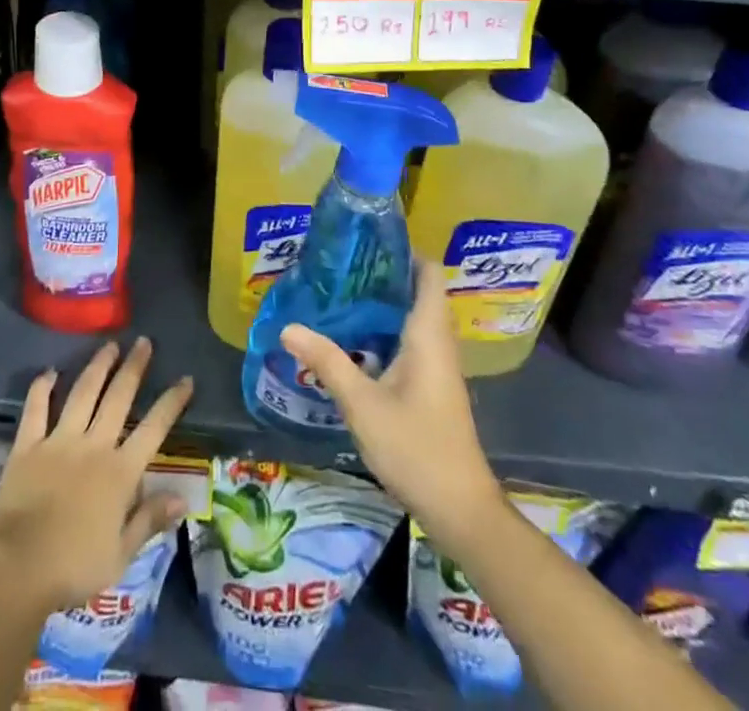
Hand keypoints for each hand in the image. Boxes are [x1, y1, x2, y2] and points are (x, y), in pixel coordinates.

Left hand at [0, 337, 193, 613]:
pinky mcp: (28, 446)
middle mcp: (93, 446)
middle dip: (134, 368)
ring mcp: (59, 441)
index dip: (171, 402)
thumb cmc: (73, 568)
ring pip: (83, 393)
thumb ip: (149, 520)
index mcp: (120, 472)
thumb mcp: (121, 555)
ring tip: (109, 345)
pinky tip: (50, 372)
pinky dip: (42, 388)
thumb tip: (183, 499)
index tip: (185, 379)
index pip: (154, 428)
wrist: (17, 569)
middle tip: (143, 342)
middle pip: (118, 398)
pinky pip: (36, 409)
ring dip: (98, 367)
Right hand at [280, 261, 502, 544]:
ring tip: (341, 292)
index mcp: (429, 335)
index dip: (405, 250)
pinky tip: (355, 338)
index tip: (368, 239)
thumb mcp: (362, 404)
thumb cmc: (416, 447)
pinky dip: (386, 330)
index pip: (429, 273)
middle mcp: (438, 342)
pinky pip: (411, 341)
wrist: (460, 509)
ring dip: (384, 303)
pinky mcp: (432, 386)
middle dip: (384, 274)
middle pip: (419, 291)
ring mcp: (438, 366)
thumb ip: (327, 361)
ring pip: (414, 318)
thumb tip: (287, 326)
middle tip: (342, 264)